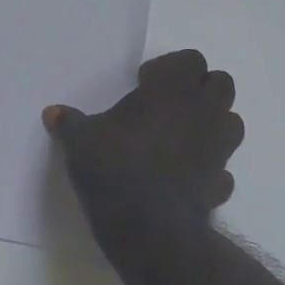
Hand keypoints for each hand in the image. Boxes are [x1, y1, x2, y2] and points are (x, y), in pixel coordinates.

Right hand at [43, 50, 243, 221]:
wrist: (146, 225)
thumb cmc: (113, 166)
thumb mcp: (80, 140)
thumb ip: (70, 122)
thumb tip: (52, 112)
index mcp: (172, 90)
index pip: (191, 59)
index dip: (169, 67)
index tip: (144, 82)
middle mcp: (203, 113)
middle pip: (221, 84)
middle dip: (199, 89)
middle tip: (167, 105)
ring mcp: (218, 149)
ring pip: (232, 123)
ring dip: (212, 124)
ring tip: (180, 137)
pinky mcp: (221, 184)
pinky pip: (222, 168)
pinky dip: (209, 167)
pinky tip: (185, 176)